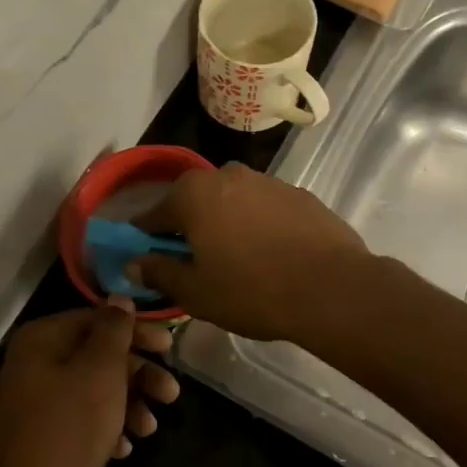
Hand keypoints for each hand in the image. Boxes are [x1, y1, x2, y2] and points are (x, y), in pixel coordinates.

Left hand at [0, 303, 179, 466]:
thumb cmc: (71, 428)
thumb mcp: (101, 371)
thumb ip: (114, 330)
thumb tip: (119, 299)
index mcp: (41, 340)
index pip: (96, 319)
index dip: (137, 331)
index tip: (169, 347)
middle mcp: (33, 365)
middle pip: (97, 355)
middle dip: (138, 374)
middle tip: (171, 392)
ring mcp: (35, 403)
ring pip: (94, 389)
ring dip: (129, 403)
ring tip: (151, 428)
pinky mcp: (43, 437)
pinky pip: (82, 418)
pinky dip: (108, 426)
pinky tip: (126, 447)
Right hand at [131, 162, 368, 341]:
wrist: (332, 287)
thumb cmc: (252, 290)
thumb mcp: (195, 292)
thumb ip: (159, 272)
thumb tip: (134, 261)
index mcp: (194, 194)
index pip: (153, 215)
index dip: (146, 240)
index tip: (148, 262)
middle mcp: (228, 174)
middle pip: (194, 202)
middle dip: (189, 229)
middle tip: (196, 266)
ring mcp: (268, 181)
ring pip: (232, 203)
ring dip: (226, 225)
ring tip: (238, 263)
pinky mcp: (299, 194)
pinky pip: (264, 209)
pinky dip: (259, 226)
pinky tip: (271, 256)